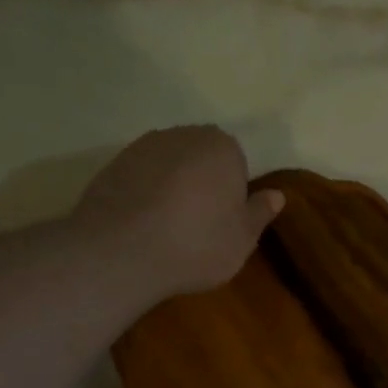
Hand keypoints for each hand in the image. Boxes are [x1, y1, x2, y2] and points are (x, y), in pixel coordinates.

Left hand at [75, 126, 283, 298]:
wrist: (120, 252)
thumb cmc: (197, 244)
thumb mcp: (243, 238)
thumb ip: (260, 212)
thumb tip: (276, 195)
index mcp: (222, 147)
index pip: (237, 162)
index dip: (233, 191)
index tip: (226, 219)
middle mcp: (182, 135)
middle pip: (201, 159)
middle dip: (203, 183)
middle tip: (201, 224)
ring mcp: (142, 147)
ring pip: (169, 166)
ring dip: (172, 188)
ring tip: (169, 228)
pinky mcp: (111, 165)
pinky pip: (140, 178)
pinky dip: (145, 195)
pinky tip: (143, 227)